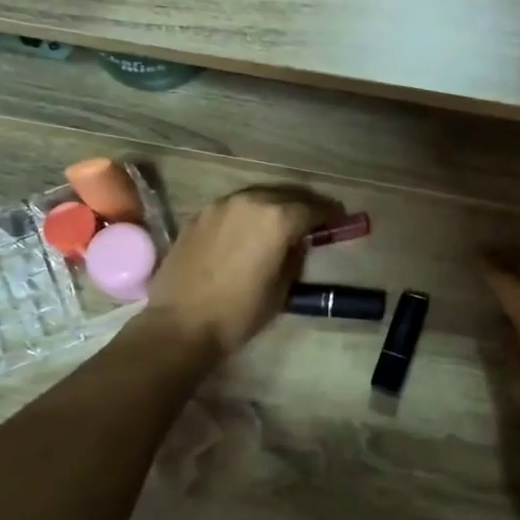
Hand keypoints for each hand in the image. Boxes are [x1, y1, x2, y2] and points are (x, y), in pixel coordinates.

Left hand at [146, 186, 343, 360]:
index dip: (329, 214)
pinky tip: (248, 229)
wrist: (180, 324)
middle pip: (285, 195)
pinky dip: (247, 213)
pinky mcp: (198, 216)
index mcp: (277, 219)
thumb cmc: (239, 312)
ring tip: (281, 222)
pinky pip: (232, 207)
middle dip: (302, 205)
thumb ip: (294, 258)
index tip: (338, 220)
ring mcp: (220, 206)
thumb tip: (295, 244)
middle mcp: (250, 202)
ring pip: (256, 196)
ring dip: (273, 205)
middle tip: (313, 219)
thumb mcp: (281, 289)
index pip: (312, 208)